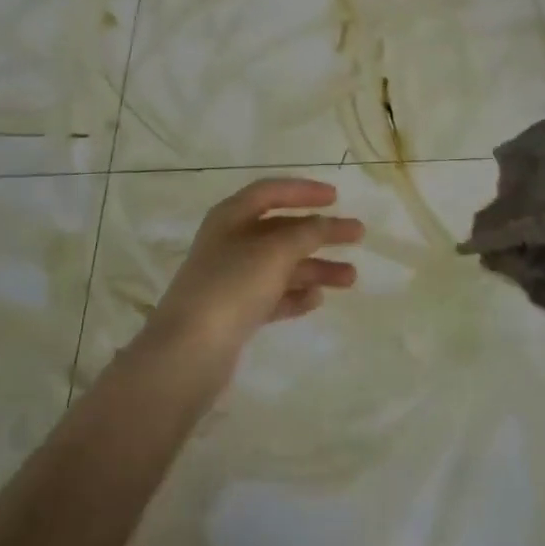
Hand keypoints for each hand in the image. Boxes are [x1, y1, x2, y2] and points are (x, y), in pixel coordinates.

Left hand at [140, 179, 364, 382]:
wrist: (187, 354)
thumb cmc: (232, 286)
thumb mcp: (275, 251)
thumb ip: (306, 233)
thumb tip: (325, 223)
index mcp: (232, 216)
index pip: (271, 192)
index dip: (304, 191)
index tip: (336, 198)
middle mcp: (230, 242)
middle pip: (282, 230)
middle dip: (320, 232)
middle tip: (357, 235)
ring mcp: (231, 279)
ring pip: (282, 265)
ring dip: (316, 267)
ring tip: (351, 278)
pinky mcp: (235, 313)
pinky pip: (273, 296)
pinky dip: (295, 295)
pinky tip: (317, 300)